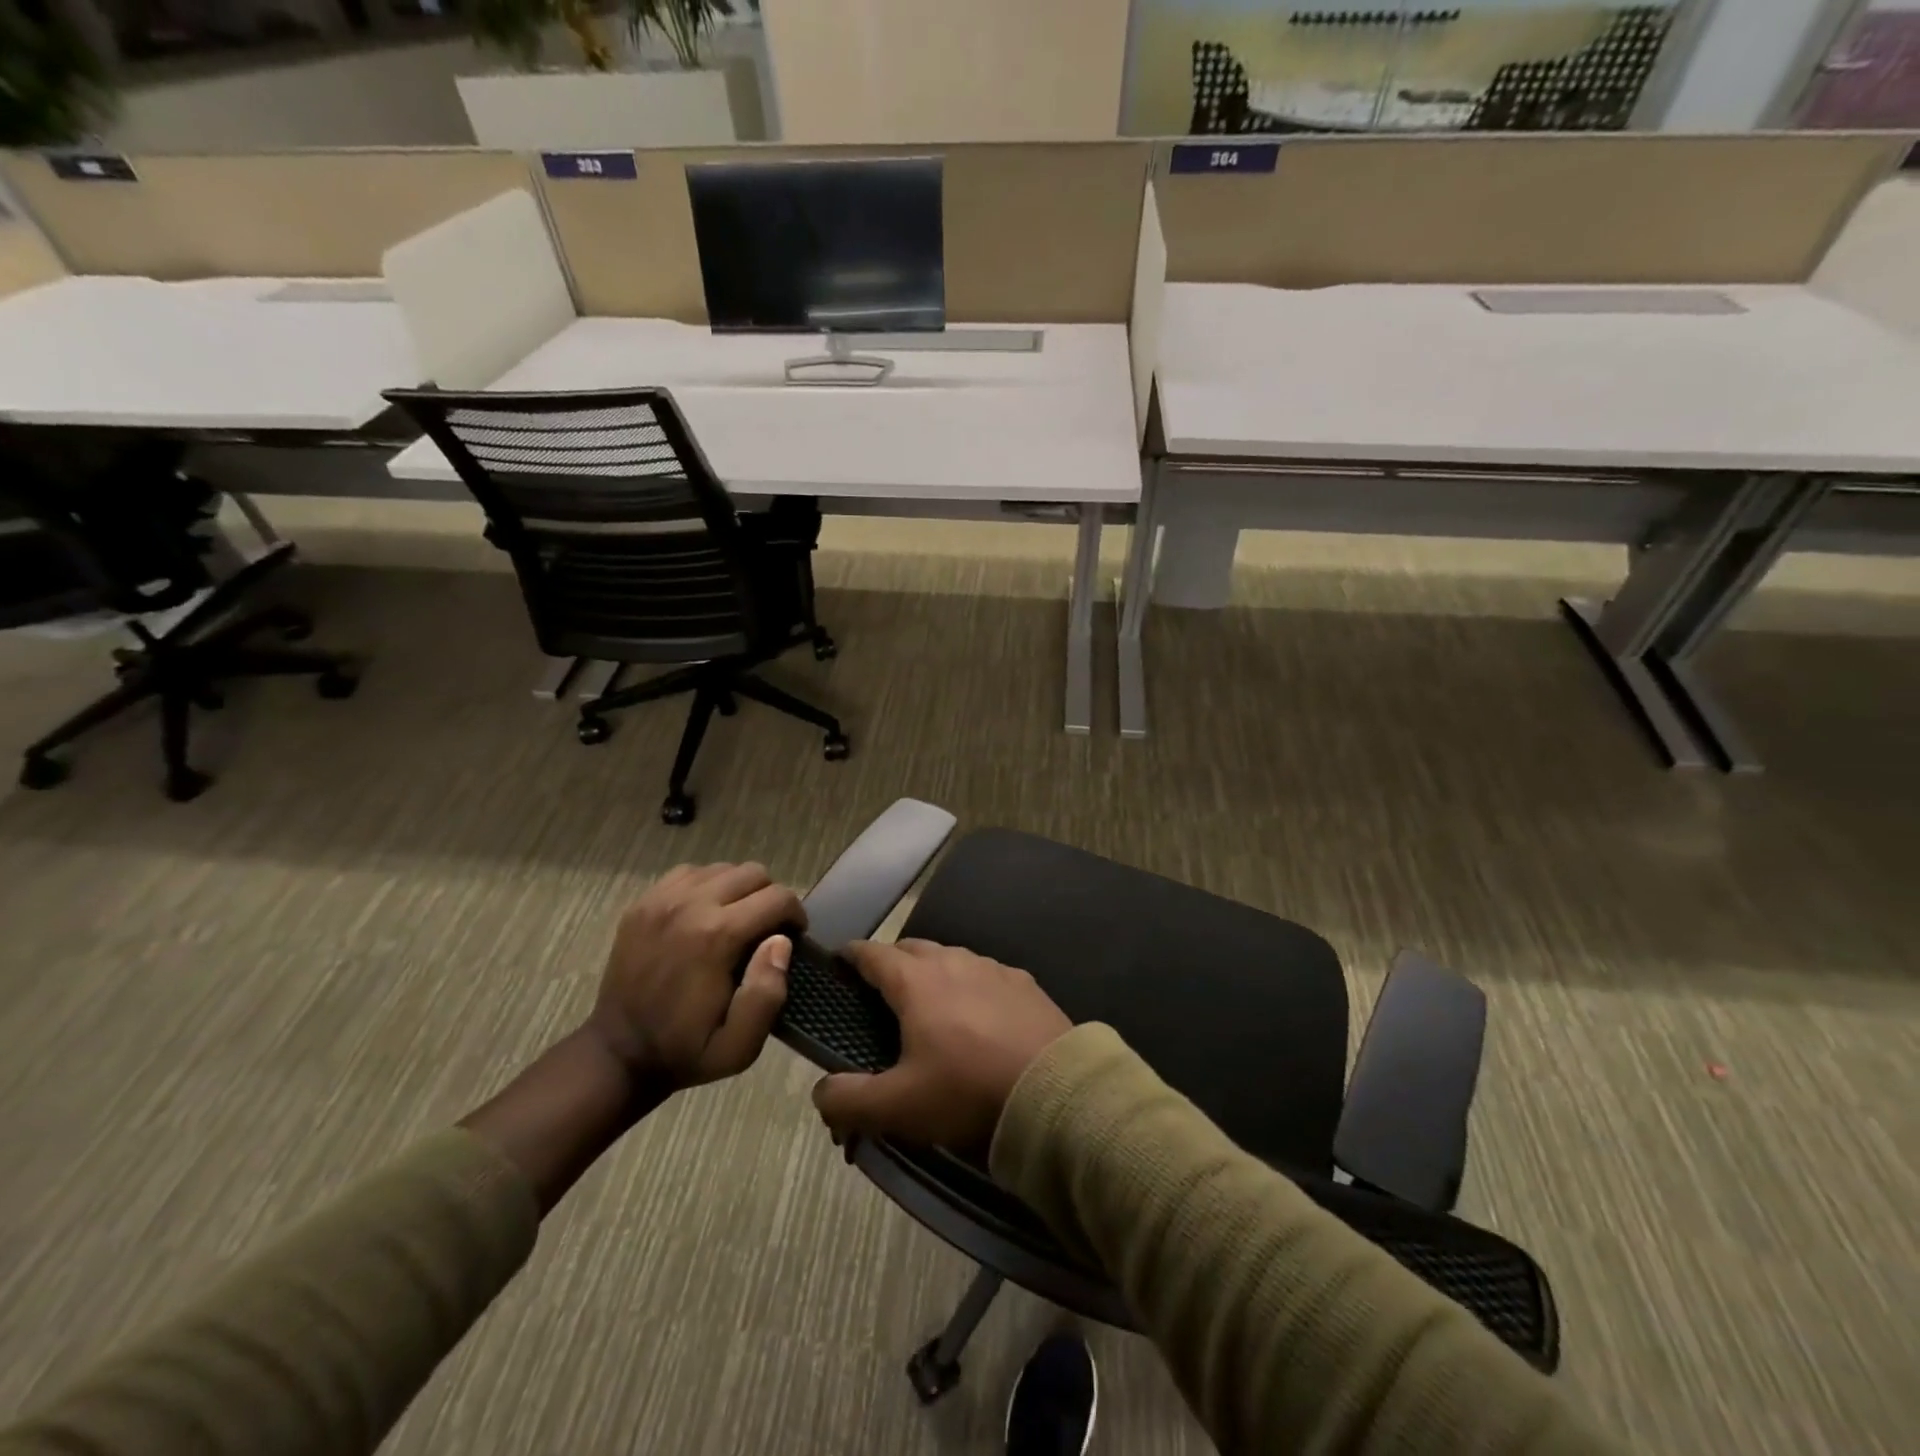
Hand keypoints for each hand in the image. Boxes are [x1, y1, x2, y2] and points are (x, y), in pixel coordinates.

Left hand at [588, 862, 802, 1090]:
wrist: (618, 1053)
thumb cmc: (685, 1050)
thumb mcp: (739, 1046)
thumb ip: (767, 994)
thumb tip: (781, 942)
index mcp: (717, 936)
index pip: (778, 897)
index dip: (795, 915)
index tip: (793, 937)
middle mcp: (690, 905)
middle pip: (753, 873)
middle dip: (770, 898)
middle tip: (766, 930)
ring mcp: (661, 899)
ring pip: (723, 869)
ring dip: (739, 890)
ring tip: (737, 921)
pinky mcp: (643, 902)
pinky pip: (690, 873)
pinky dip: (707, 886)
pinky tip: (706, 913)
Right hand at [811, 939, 1071, 1153]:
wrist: (1054, 1092)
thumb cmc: (967, 1091)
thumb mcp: (899, 1107)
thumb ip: (849, 1100)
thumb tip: (820, 1091)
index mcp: (916, 981)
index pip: (872, 953)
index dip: (851, 956)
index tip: (838, 963)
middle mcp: (953, 961)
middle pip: (912, 949)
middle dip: (891, 962)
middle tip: (881, 991)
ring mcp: (993, 968)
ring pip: (951, 958)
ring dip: (933, 972)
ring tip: (930, 1003)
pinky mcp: (1025, 983)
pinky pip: (985, 974)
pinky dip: (971, 986)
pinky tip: (978, 1014)